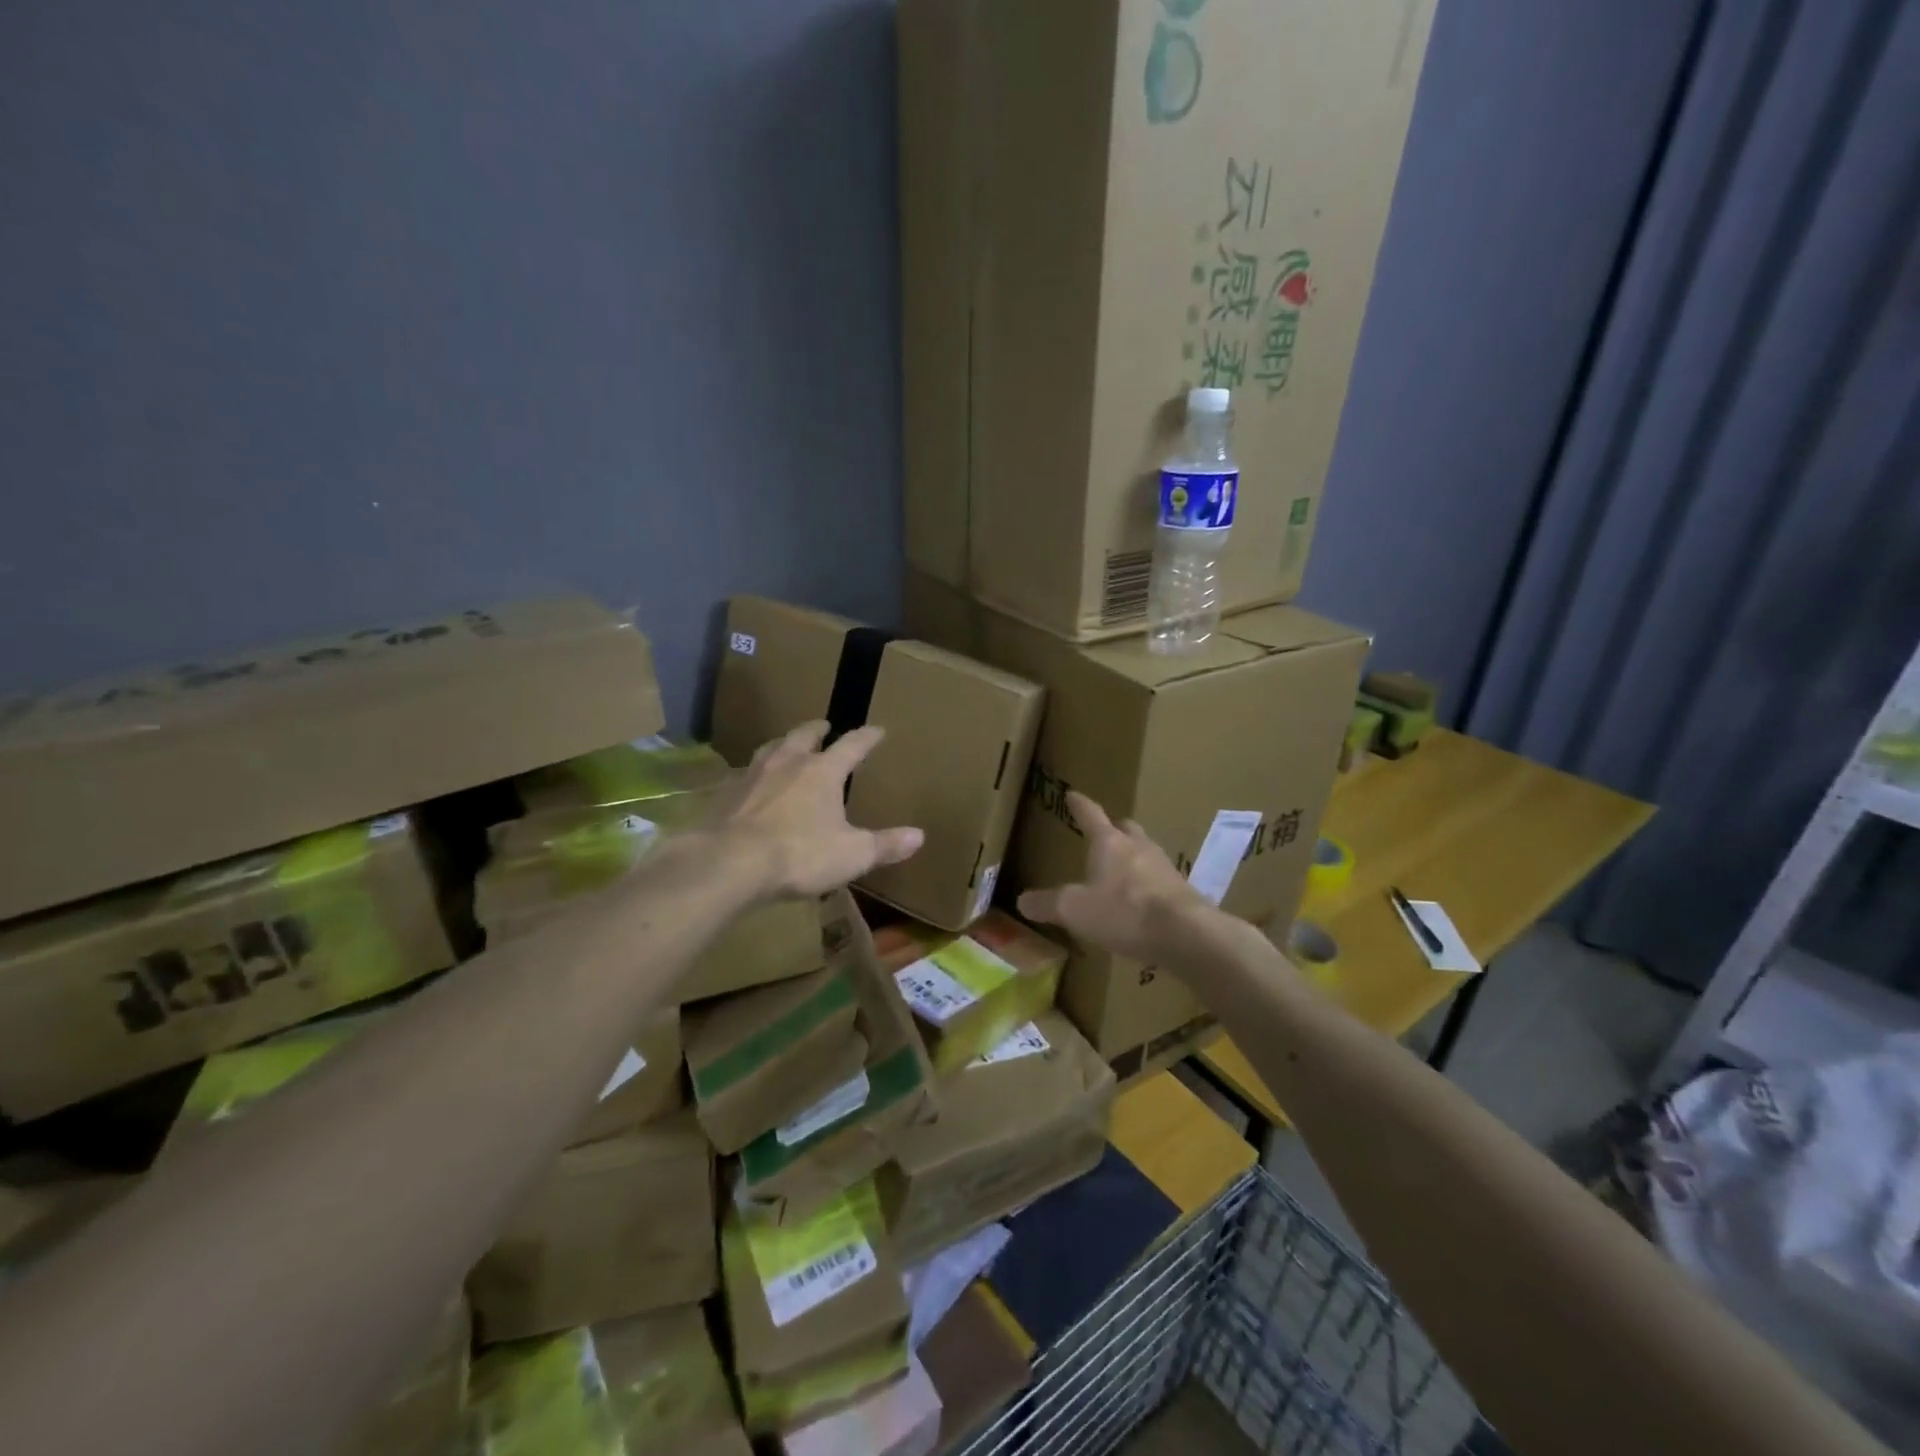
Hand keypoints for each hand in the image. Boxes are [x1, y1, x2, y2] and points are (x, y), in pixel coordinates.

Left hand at [707, 721, 923, 898]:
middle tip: (824, 726)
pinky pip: (744, 776)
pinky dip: (755, 776)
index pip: (851, 745)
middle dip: (817, 730)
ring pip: (770, 749)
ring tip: (787, 747)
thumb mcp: (852, 854)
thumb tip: (919, 836)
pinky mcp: (725, 795)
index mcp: (822, 772)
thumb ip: (885, 844)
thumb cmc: (799, 854)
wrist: (729, 864)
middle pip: (803, 736)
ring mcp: (752, 776)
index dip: (867, 737)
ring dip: (783, 745)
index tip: (877, 730)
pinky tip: (753, 786)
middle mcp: (787, 764)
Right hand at [1016, 791, 1208, 963]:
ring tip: (1121, 872)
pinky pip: (1160, 880)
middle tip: (1103, 835)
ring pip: (1146, 852)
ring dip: (1133, 857)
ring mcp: (1165, 868)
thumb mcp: (1075, 910)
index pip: (1090, 816)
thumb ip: (1048, 904)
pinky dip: (1148, 886)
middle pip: (1126, 829)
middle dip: (1113, 830)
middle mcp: (1139, 847)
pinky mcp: (1183, 892)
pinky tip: (1142, 903)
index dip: (1080, 805)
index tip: (1073, 794)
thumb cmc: (1124, 912)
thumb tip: (1023, 900)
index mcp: (1109, 843)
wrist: (1185, 934)